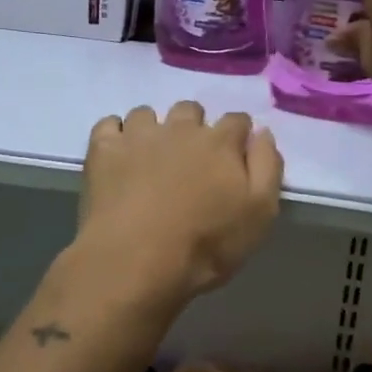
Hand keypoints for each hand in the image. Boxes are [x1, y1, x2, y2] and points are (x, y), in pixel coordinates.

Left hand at [78, 102, 283, 302]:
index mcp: (220, 142)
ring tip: (149, 159)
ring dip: (153, 130)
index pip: (237, 120)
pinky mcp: (103, 149)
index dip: (238, 136)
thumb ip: (267, 167)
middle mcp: (180, 128)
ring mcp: (138, 135)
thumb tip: (262, 133)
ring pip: (147, 114)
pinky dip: (114, 135)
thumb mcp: (259, 214)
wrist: (136, 260)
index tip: (234, 156)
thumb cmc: (206, 244)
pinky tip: (117, 156)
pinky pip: (109, 124)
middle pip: (191, 110)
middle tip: (190, 161)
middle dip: (194, 128)